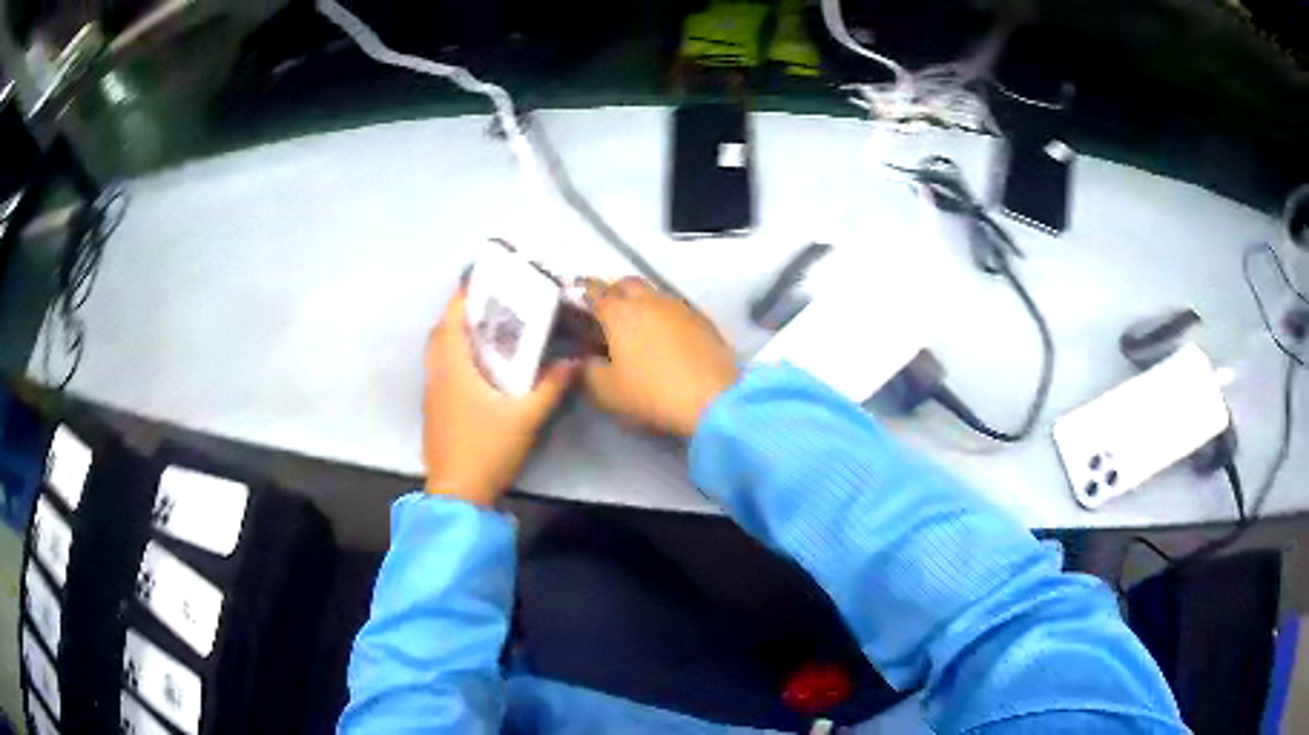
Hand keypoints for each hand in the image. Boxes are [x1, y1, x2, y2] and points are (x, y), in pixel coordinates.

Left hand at [423, 291, 576, 505]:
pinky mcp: (434, 409)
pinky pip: (441, 368)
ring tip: (486, 329)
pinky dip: (454, 355)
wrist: (458, 492)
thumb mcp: (526, 417)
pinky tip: (478, 366)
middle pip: (442, 330)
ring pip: (438, 351)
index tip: (482, 278)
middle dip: (461, 312)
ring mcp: (432, 392)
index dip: (463, 293)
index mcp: (453, 366)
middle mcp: (437, 373)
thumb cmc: (488, 448)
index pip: (452, 317)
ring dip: (456, 334)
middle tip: (490, 304)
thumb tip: (575, 361)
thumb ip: (552, 387)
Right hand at [584, 278, 739, 436]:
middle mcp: (648, 300)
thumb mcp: (607, 392)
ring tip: (635, 323)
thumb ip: (587, 371)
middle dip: (612, 291)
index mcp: (619, 312)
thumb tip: (583, 359)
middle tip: (604, 310)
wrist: (713, 398)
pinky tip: (664, 335)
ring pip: (652, 293)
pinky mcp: (702, 319)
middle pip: (625, 284)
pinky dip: (663, 315)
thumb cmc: (652, 393)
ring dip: (640, 302)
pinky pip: (674, 308)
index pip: (593, 291)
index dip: (581, 293)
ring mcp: (679, 306)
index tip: (574, 298)